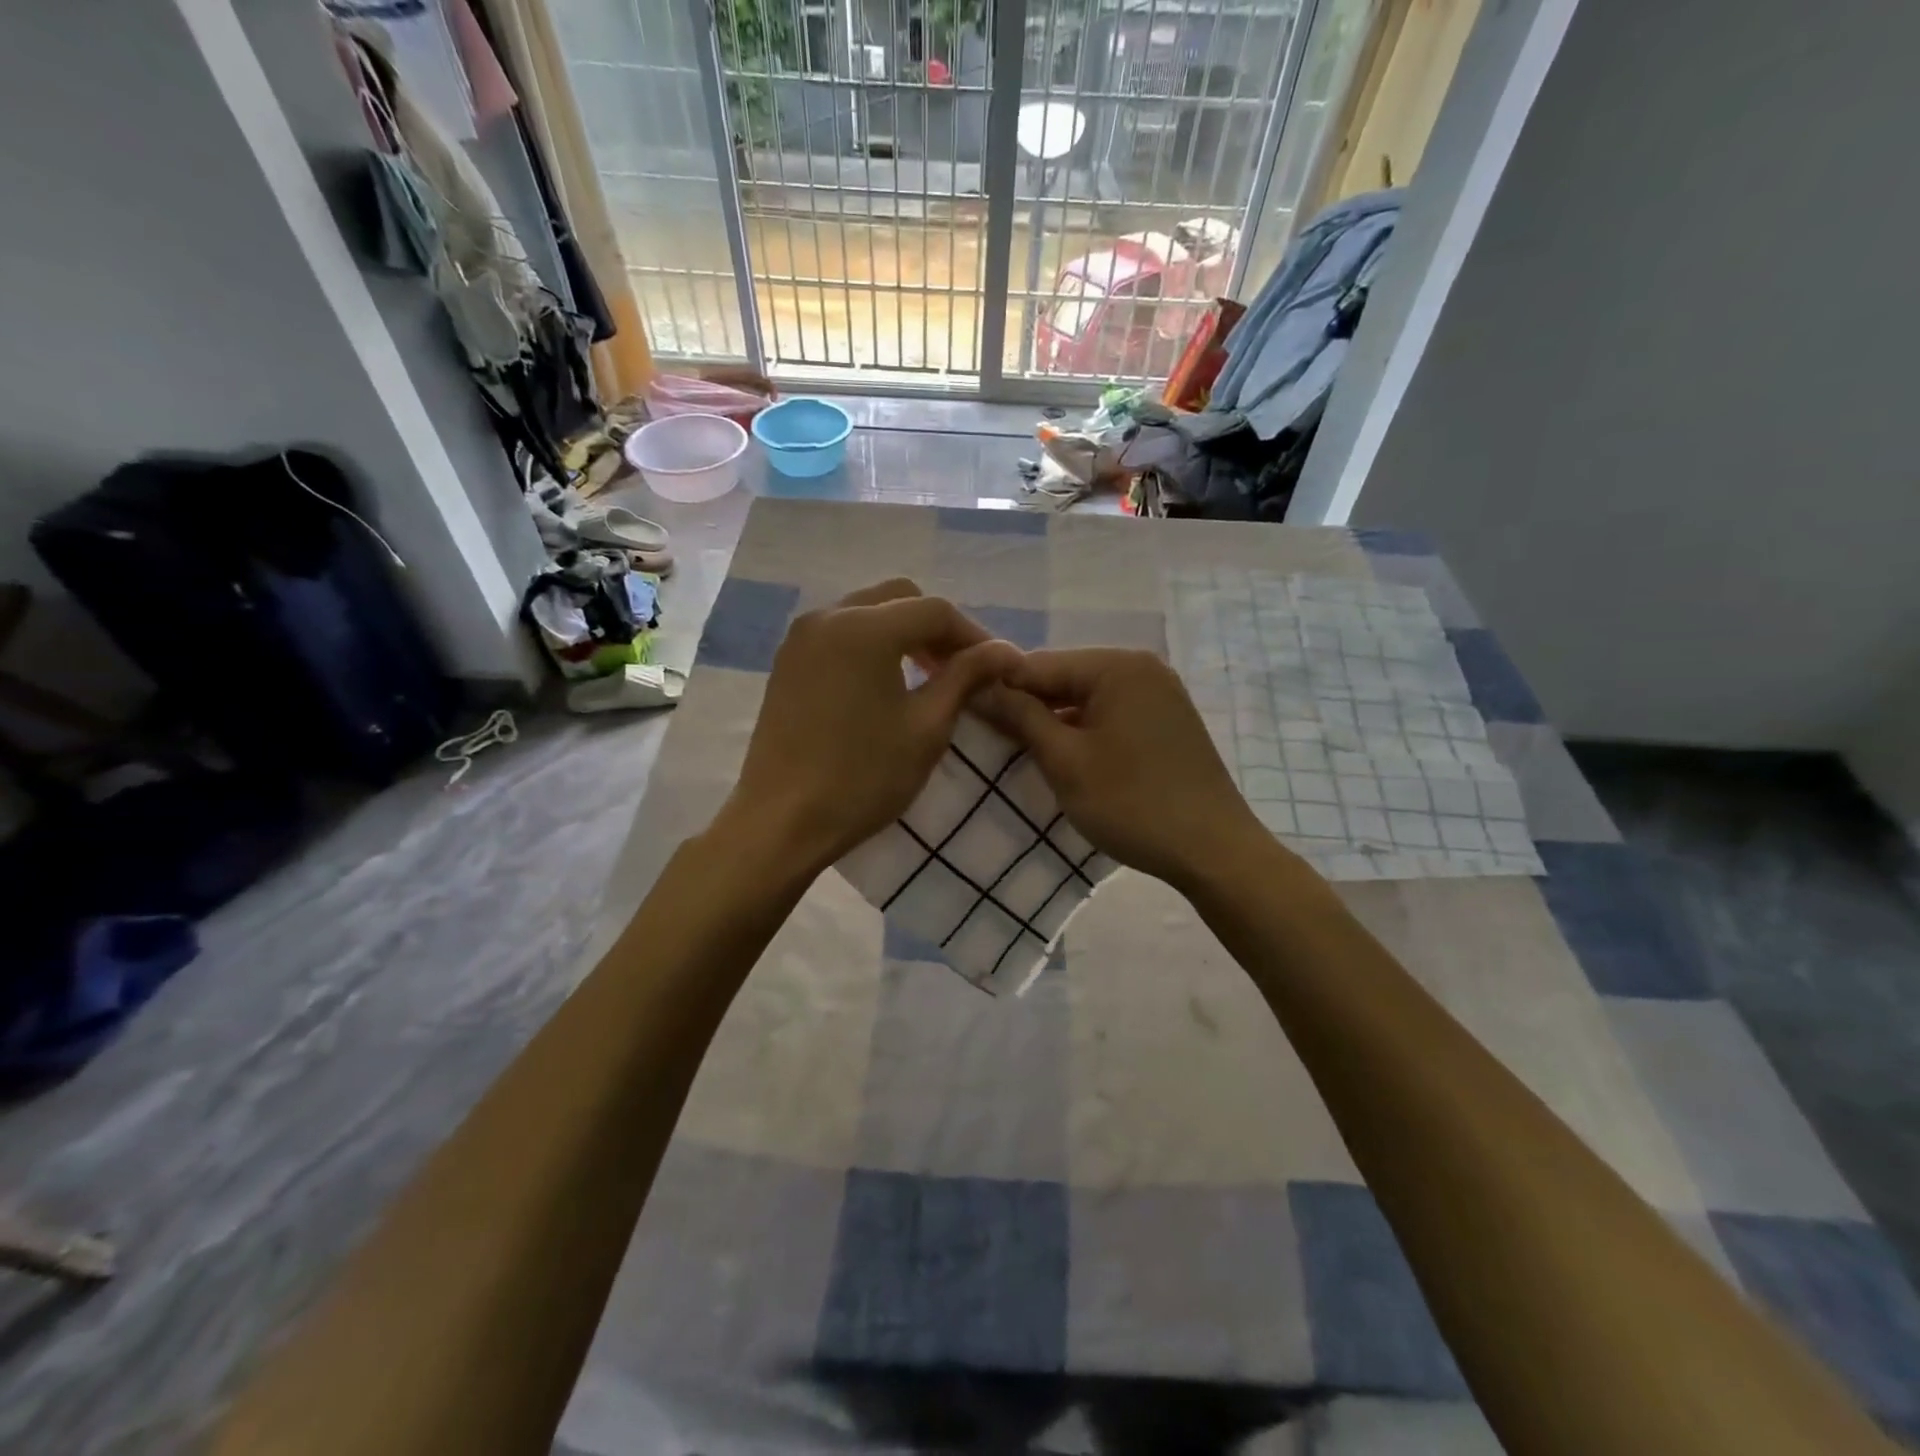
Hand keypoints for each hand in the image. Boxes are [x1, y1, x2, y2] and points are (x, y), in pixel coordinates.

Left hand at [722, 580, 1020, 872]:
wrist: (782, 821)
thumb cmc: (863, 777)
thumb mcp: (927, 728)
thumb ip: (966, 678)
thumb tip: (1004, 651)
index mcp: (866, 628)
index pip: (935, 611)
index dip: (973, 635)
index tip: (997, 667)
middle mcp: (829, 616)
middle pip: (899, 599)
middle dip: (936, 628)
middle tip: (960, 669)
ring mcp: (801, 637)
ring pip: (868, 612)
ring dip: (903, 634)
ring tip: (927, 676)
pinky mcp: (788, 661)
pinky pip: (841, 633)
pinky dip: (871, 645)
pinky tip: (886, 683)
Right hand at [987, 648, 1267, 889]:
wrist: (1214, 851)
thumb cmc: (1132, 804)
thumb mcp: (1065, 761)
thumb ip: (1020, 717)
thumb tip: (979, 687)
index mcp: (1117, 666)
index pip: (1038, 664)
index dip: (998, 688)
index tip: (964, 714)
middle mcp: (1142, 667)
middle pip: (1064, 678)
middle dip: (1028, 706)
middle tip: (991, 739)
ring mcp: (1160, 694)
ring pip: (1087, 698)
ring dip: (1055, 722)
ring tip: (1022, 751)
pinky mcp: (1168, 721)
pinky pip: (1111, 714)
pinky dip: (1085, 731)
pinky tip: (1066, 757)